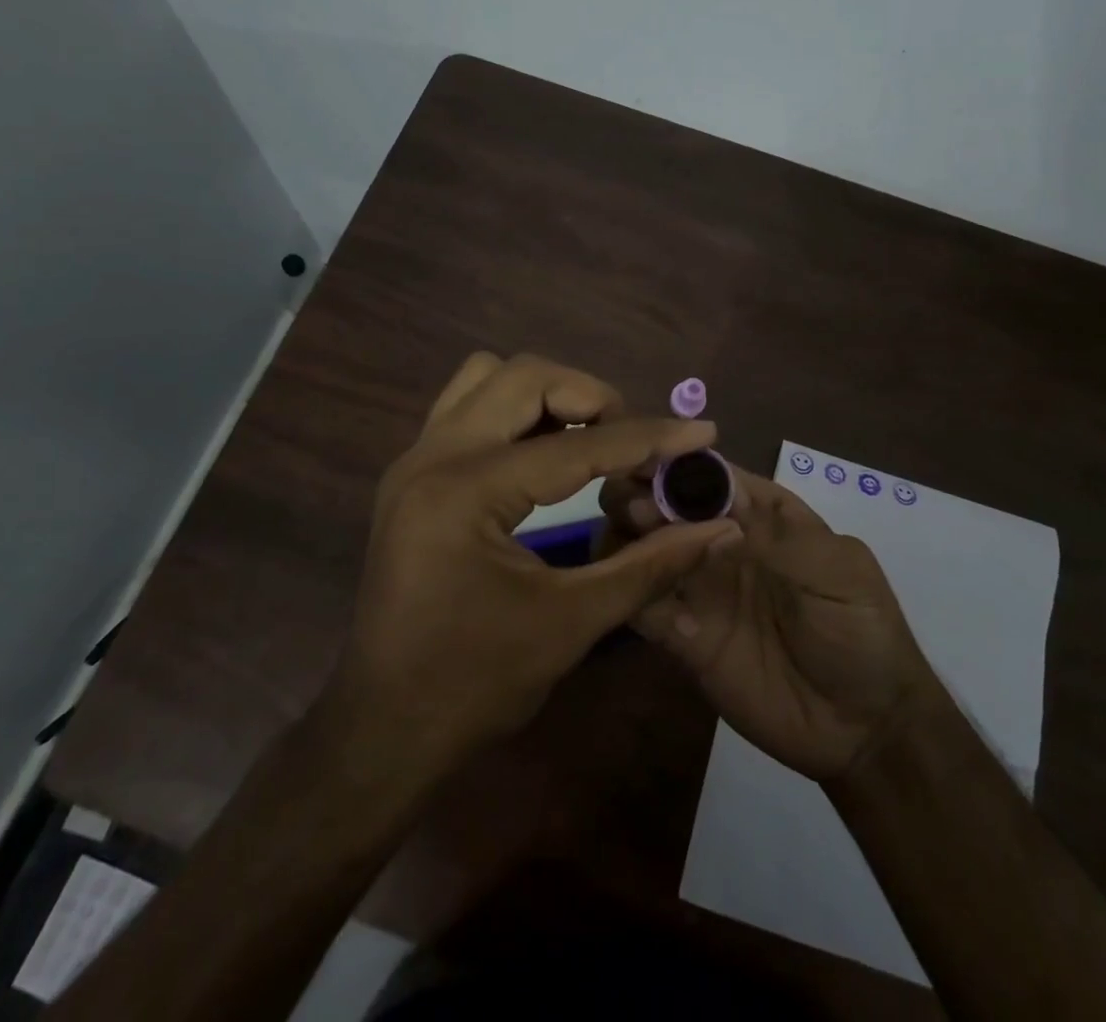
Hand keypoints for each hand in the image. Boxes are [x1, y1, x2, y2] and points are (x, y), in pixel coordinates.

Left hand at [334, 353, 741, 767]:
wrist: (384, 728)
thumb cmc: (475, 685)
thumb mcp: (572, 622)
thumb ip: (651, 565)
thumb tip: (721, 529)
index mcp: (467, 491)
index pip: (576, 445)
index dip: (648, 438)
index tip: (702, 434)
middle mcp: (434, 456)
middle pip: (525, 377)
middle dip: (590, 398)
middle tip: (632, 443)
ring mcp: (415, 459)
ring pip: (488, 377)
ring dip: (546, 395)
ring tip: (587, 440)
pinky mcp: (412, 473)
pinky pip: (468, 406)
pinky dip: (515, 412)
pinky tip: (544, 455)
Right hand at [600, 467, 935, 780]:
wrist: (865, 728)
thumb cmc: (862, 630)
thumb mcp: (836, 570)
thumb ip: (775, 533)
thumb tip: (715, 487)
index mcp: (759, 513)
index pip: (708, 474)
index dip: (675, 463)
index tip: (646, 463)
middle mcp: (718, 541)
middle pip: (663, 504)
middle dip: (641, 496)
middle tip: (637, 511)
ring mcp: (698, 588)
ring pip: (642, 549)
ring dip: (627, 540)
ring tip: (633, 551)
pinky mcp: (682, 637)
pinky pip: (642, 606)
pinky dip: (629, 593)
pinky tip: (636, 597)